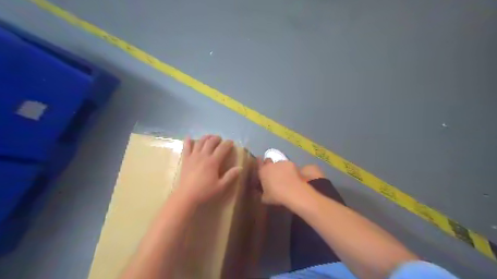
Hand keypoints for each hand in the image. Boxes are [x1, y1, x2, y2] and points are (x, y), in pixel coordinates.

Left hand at [177, 136, 242, 205]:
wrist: (186, 196)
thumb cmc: (204, 192)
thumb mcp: (220, 186)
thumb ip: (230, 176)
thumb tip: (240, 168)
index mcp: (213, 162)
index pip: (222, 148)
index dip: (228, 143)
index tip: (231, 142)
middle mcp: (203, 156)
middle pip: (211, 142)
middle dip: (217, 138)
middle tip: (220, 139)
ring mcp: (193, 156)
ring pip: (200, 142)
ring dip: (206, 137)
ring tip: (209, 137)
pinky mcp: (185, 159)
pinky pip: (186, 147)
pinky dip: (188, 140)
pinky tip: (189, 137)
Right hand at [260, 158, 309, 205]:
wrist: (294, 192)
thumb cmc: (277, 196)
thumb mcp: (265, 199)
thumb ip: (262, 193)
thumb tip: (263, 193)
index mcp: (263, 171)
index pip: (258, 163)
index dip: (259, 164)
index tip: (261, 168)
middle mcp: (271, 164)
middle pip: (268, 160)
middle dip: (269, 165)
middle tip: (272, 173)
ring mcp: (282, 163)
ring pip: (279, 163)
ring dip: (280, 168)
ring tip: (284, 177)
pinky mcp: (292, 164)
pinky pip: (288, 166)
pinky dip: (289, 170)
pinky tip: (292, 177)